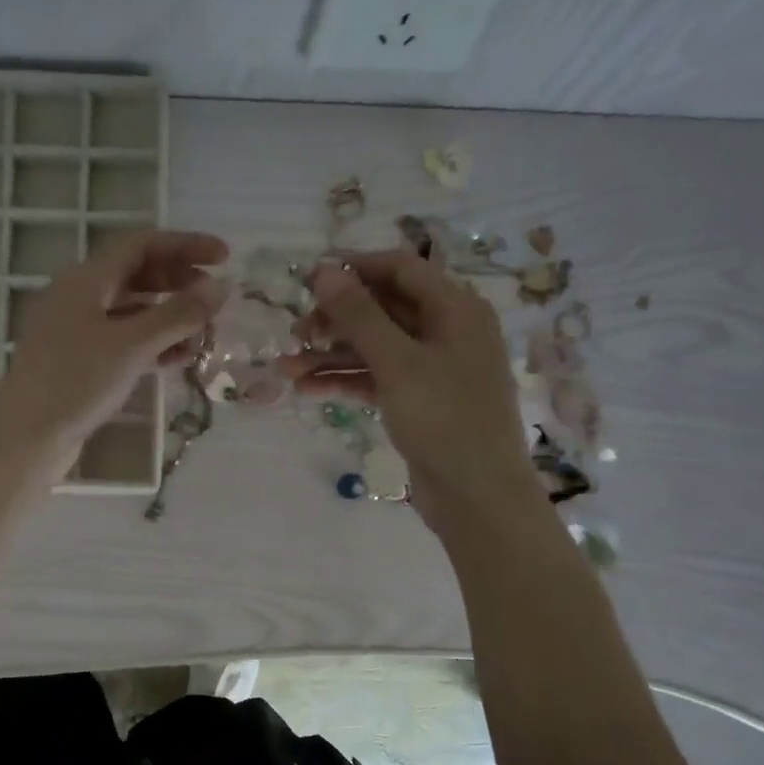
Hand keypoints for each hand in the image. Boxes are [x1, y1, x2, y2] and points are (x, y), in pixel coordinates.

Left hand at [0, 230, 227, 478]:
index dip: (185, 245)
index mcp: (85, 279)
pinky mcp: (79, 362)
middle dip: (179, 282)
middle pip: (136, 274)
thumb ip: (178, 314)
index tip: (225, 257)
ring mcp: (76, 331)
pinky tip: (178, 358)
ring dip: (169, 317)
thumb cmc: (77, 382)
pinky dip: (152, 343)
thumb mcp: (133, 345)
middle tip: (214, 301)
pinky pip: (123, 340)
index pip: (142, 244)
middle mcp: (79, 297)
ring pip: (131, 310)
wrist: (27, 437)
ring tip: (203, 334)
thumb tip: (220, 287)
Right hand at [286, 250, 538, 537]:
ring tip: (287, 369)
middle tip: (295, 334)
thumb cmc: (444, 418)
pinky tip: (308, 390)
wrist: (476, 494)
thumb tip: (325, 271)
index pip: (400, 270)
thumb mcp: (397, 362)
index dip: (355, 269)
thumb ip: (359, 315)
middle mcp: (446, 331)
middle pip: (383, 310)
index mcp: (455, 309)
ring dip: (332, 356)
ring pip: (375, 348)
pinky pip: (377, 379)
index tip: (309, 280)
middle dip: (336, 320)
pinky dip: (345, 381)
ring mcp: (432, 369)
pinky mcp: (418, 401)